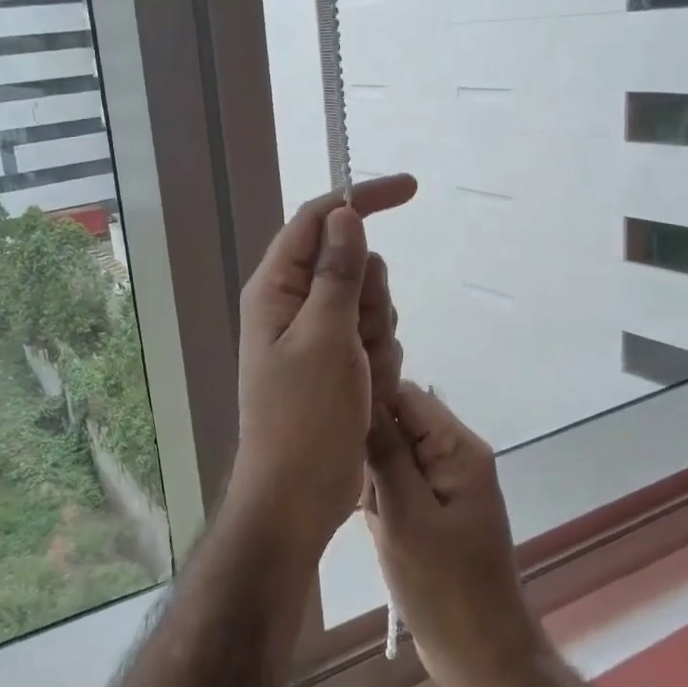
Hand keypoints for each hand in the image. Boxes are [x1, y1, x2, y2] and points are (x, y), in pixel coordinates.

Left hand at [231, 174, 417, 563]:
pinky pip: (374, 340)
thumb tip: (344, 215)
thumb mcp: (325, 338)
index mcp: (277, 289)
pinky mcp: (337, 364)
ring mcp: (317, 336)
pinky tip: (368, 395)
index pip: (317, 219)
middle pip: (352, 264)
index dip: (360, 198)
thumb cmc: (304, 418)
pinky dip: (380, 363)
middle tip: (361, 339)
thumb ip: (337, 273)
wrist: (298, 496)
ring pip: (370, 304)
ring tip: (362, 378)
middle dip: (372, 298)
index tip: (411, 190)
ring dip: (379, 337)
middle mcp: (294, 305)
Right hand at [364, 385, 547, 686]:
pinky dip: (382, 501)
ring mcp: (446, 483)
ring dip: (373, 480)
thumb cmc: (445, 588)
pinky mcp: (435, 508)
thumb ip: (385, 454)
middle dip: (369, 450)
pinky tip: (378, 529)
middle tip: (360, 491)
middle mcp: (455, 455)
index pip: (405, 395)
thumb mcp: (406, 517)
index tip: (332, 427)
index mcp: (458, 448)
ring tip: (372, 516)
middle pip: (398, 422)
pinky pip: (399, 484)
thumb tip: (363, 395)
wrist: (481, 657)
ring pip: (393, 454)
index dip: (367, 401)